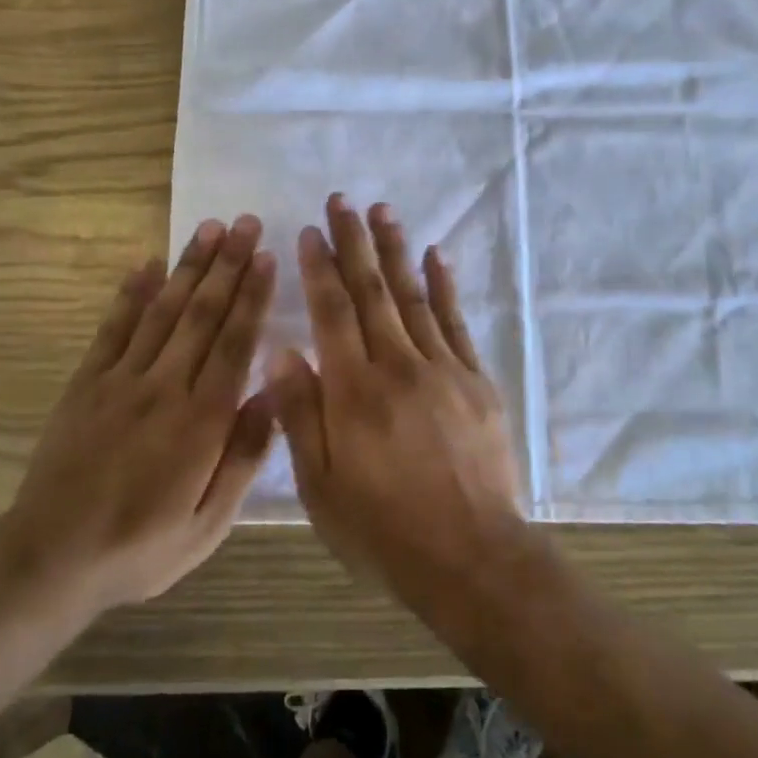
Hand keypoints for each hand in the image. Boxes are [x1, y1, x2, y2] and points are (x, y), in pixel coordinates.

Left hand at [0, 215, 277, 616]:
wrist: (52, 557)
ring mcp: (121, 380)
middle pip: (202, 314)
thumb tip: (273, 394)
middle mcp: (165, 387)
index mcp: (202, 420)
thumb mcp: (210, 523)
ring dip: (188, 266)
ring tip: (208, 228)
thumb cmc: (142, 546)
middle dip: (227, 265)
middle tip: (245, 222)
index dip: (253, 296)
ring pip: (163, 311)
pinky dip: (130, 293)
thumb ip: (244, 456)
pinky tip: (146, 263)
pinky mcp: (86, 383)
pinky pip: (112, 328)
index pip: (235, 342)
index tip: (266, 256)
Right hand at [271, 195, 527, 612]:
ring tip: (383, 212)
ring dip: (396, 251)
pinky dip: (445, 286)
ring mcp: (442, 369)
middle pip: (372, 291)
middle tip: (343, 201)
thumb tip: (282, 349)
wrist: (470, 556)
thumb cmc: (383, 529)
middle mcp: (398, 366)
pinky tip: (436, 256)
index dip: (319, 268)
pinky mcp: (475, 380)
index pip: (332, 312)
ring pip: (414, 296)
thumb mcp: (321, 485)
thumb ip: (300, 412)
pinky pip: (456, 322)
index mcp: (354, 391)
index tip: (310, 232)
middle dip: (355, 242)